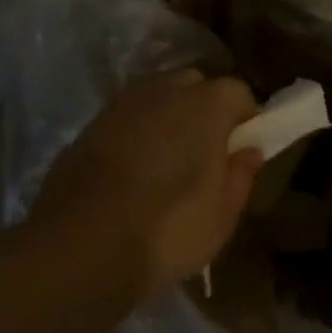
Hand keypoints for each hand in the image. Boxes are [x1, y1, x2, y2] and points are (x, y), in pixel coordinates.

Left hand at [32, 71, 263, 301]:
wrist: (81, 247)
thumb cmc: (167, 231)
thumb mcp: (221, 215)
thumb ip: (240, 175)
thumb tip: (250, 150)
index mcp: (204, 106)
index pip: (237, 92)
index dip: (244, 119)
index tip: (240, 150)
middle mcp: (161, 92)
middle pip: (193, 85)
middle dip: (204, 110)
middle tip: (204, 154)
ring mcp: (119, 106)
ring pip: (154, 99)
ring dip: (166, 119)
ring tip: (165, 163)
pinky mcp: (88, 127)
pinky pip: (124, 120)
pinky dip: (134, 134)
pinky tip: (131, 172)